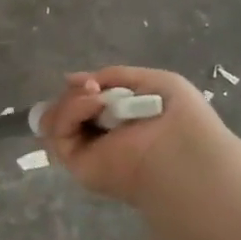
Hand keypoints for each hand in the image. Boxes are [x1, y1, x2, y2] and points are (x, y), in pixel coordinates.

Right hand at [37, 65, 227, 205]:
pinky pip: (58, 133)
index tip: (94, 81)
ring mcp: (86, 150)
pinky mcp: (77, 163)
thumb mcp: (152, 81)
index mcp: (120, 121)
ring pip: (56, 119)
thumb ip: (114, 77)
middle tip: (94, 87)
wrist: (184, 150)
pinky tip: (96, 104)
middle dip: (75, 92)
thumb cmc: (180, 117)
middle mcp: (100, 136)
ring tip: (97, 97)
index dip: (83, 87)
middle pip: (64, 108)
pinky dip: (71, 111)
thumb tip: (71, 79)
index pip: (84, 101)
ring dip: (72, 100)